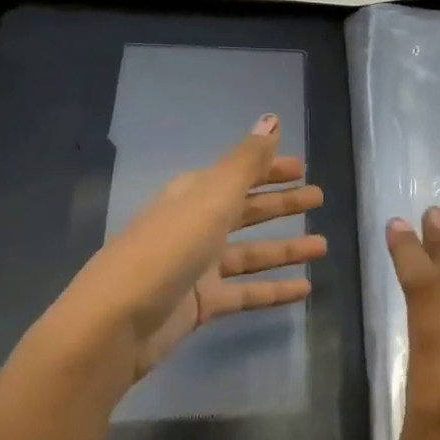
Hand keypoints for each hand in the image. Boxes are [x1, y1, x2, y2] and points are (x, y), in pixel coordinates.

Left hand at [19, 114, 326, 410]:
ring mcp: (198, 267)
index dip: (269, 170)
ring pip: (251, 254)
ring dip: (286, 248)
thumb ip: (247, 162)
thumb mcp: (211, 198)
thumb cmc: (167, 249)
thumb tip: (272, 118)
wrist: (116, 321)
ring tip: (322, 246)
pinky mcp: (202, 304)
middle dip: (282, 204)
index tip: (303, 169)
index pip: (238, 175)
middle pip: (246, 211)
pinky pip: (247, 292)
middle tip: (319, 199)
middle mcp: (196, 226)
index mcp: (194, 196)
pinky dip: (274, 290)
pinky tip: (305, 290)